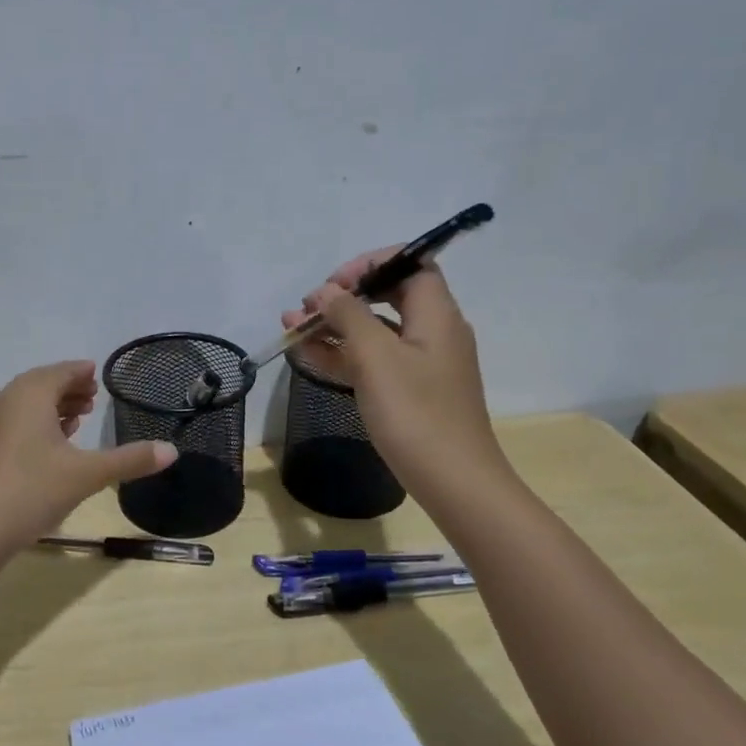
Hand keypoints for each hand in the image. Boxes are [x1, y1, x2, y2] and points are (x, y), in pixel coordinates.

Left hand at [0, 361, 177, 555]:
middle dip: (69, 389)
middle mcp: (7, 400)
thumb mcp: (86, 474)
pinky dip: (37, 425)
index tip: (97, 375)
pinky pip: (15, 423)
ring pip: (27, 405)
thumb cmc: (31, 490)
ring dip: (53, 408)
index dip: (82, 372)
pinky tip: (51, 446)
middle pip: (43, 384)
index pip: (62, 371)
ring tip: (77, 420)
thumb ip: (129, 459)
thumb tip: (172, 450)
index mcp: (31, 394)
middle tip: (93, 398)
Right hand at [284, 252, 510, 496]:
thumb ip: (349, 316)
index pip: (411, 264)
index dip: (371, 264)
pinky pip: (375, 361)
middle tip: (307, 308)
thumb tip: (326, 291)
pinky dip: (344, 355)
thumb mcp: (376, 358)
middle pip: (388, 297)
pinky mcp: (411, 391)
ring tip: (291, 328)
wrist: (454, 481)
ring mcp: (422, 364)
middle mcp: (433, 332)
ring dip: (335, 327)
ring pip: (375, 332)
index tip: (334, 283)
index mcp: (436, 315)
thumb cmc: (416, 413)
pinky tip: (308, 356)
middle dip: (343, 297)